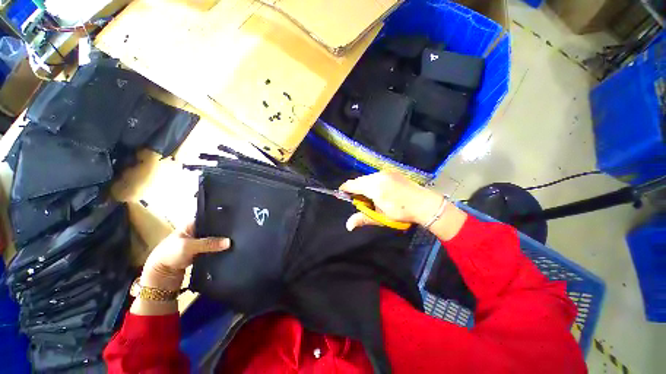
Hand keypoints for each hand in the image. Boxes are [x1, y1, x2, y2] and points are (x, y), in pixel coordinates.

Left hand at [140, 222, 230, 290]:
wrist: (160, 276)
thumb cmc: (170, 254)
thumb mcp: (189, 246)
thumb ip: (209, 243)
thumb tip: (229, 242)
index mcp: (191, 225)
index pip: (209, 218)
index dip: (220, 219)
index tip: (235, 220)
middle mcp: (196, 232)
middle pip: (213, 229)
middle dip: (223, 232)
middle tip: (238, 231)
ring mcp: (198, 243)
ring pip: (214, 240)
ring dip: (221, 242)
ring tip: (236, 239)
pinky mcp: (201, 253)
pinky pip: (213, 249)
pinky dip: (219, 250)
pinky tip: (229, 249)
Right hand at [339, 171, 443, 230]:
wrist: (425, 204)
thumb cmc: (401, 213)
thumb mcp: (381, 217)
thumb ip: (363, 218)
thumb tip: (348, 225)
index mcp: (374, 188)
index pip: (352, 184)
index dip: (345, 189)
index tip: (343, 194)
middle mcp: (378, 176)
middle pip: (359, 180)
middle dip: (356, 189)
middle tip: (361, 200)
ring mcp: (386, 172)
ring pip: (368, 177)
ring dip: (365, 185)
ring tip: (371, 196)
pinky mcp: (392, 171)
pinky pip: (376, 176)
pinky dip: (373, 182)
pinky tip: (380, 190)